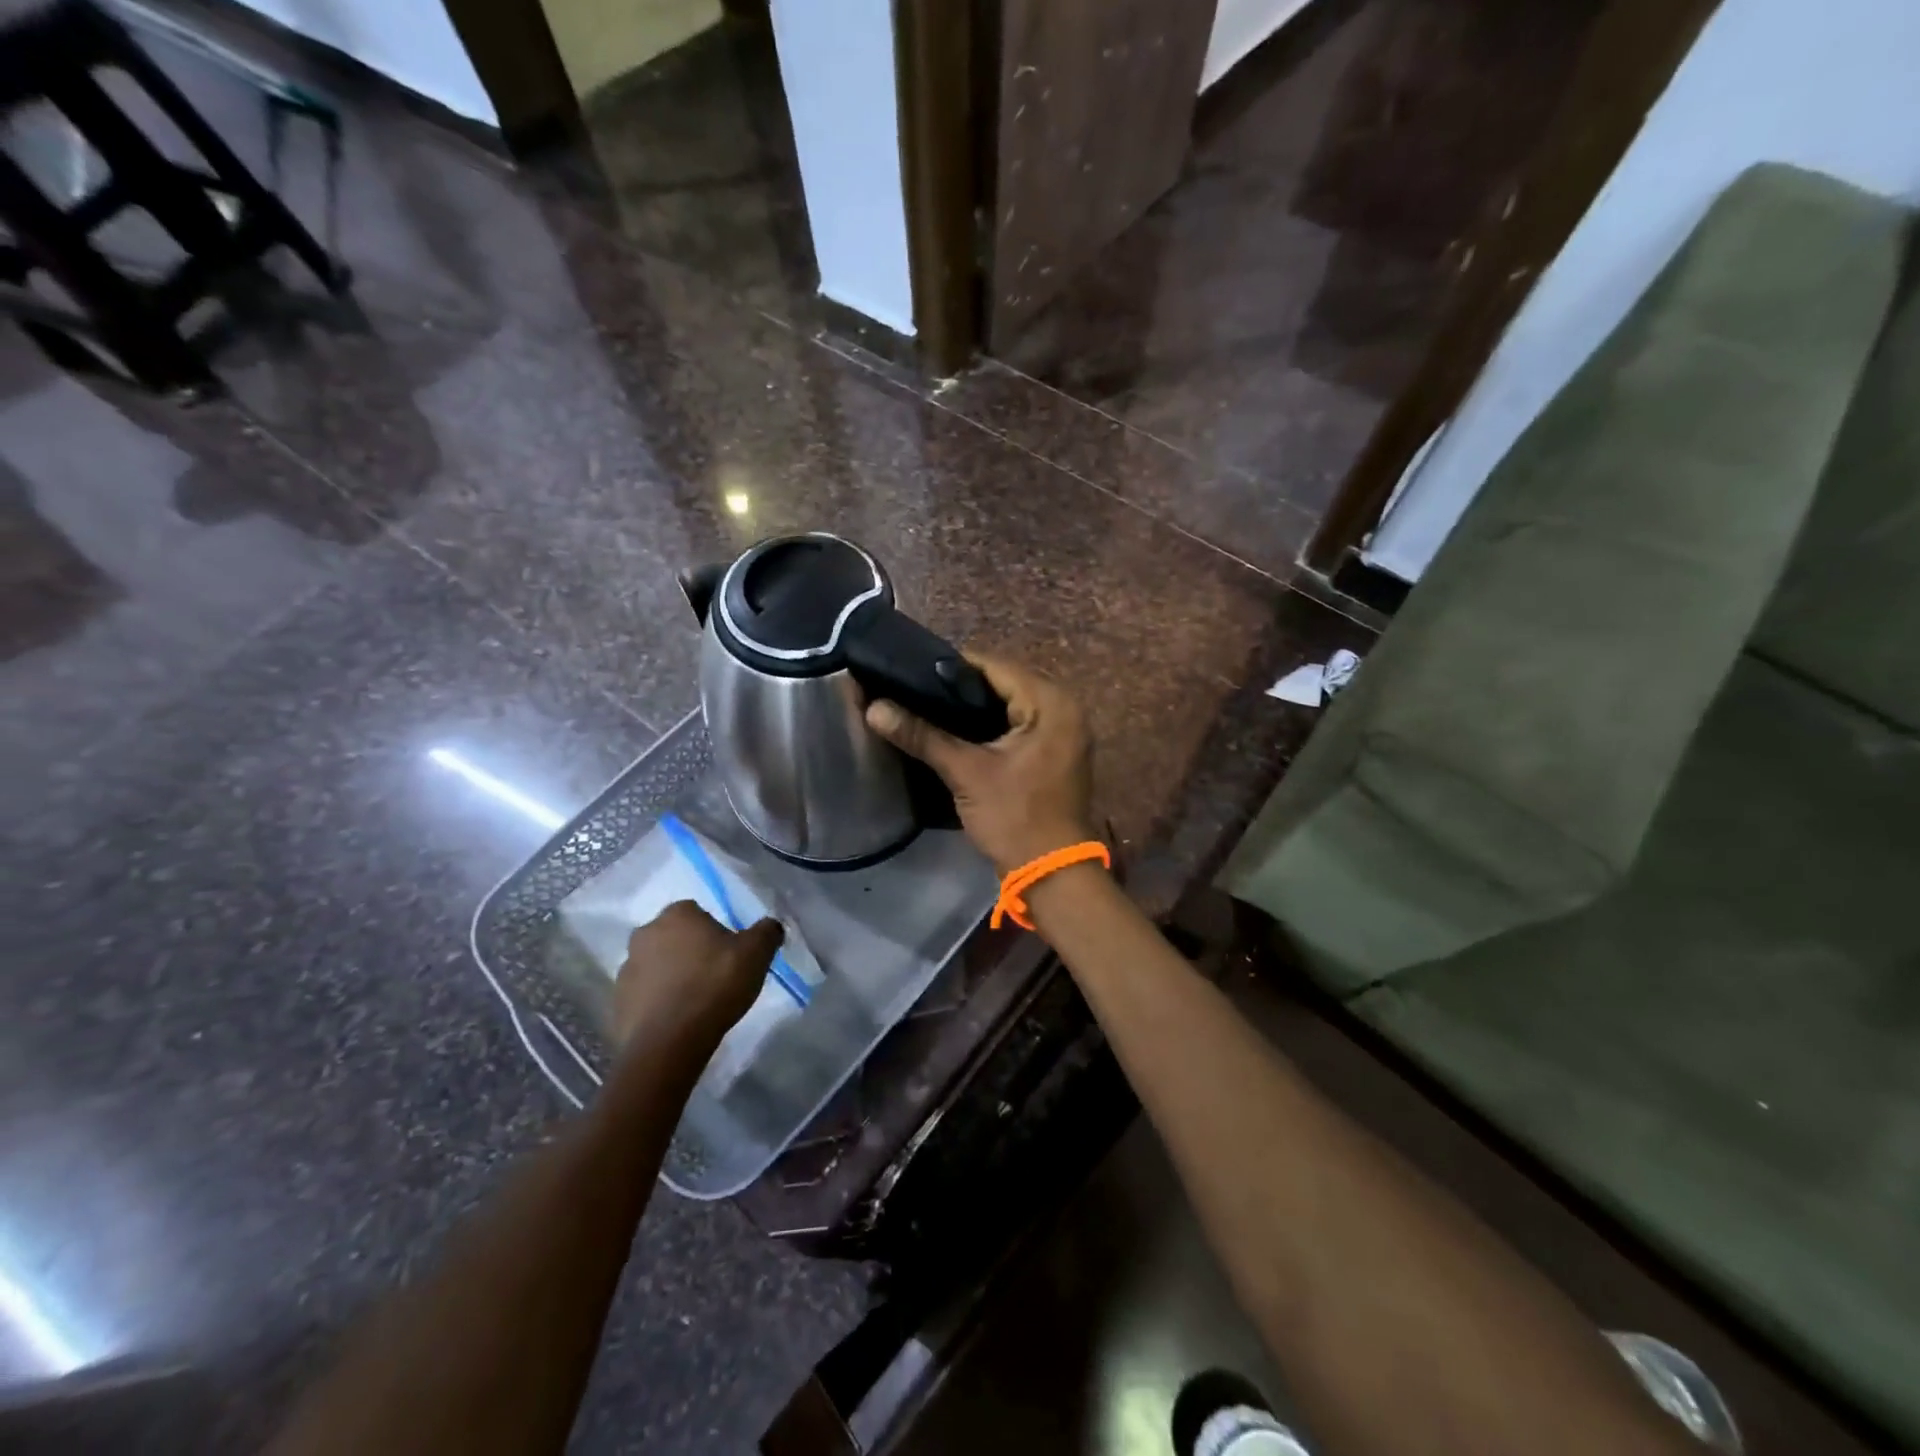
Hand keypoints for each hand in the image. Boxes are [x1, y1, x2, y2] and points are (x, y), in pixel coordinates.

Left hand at [613, 902, 783, 1051]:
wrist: (669, 1043)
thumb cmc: (714, 986)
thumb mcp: (756, 954)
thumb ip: (767, 932)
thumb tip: (770, 926)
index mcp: (678, 914)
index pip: (698, 912)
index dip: (715, 932)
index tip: (729, 954)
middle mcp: (646, 933)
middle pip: (675, 937)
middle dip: (690, 951)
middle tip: (714, 975)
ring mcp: (627, 968)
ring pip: (657, 965)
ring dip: (672, 976)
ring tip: (696, 1001)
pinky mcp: (617, 1002)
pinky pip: (644, 994)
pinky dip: (659, 1002)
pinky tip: (678, 1019)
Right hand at [865, 651, 1095, 873]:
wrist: (1052, 874)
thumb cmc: (1014, 817)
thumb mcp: (966, 772)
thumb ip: (922, 736)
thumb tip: (874, 708)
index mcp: (1052, 702)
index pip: (995, 666)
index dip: (951, 668)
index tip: (911, 672)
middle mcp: (1065, 708)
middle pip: (1004, 683)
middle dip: (960, 688)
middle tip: (915, 691)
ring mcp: (1064, 732)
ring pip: (1010, 705)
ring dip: (974, 709)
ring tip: (928, 708)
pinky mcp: (1055, 753)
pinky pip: (1019, 725)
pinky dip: (991, 727)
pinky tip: (956, 733)